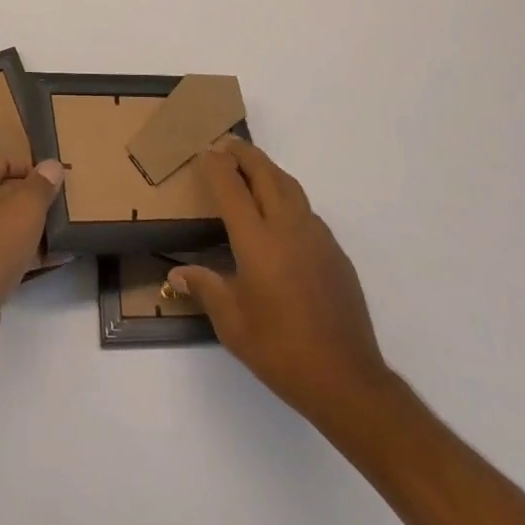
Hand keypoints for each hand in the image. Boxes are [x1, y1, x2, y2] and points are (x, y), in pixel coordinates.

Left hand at [0, 156, 63, 367]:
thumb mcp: (25, 208)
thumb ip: (41, 185)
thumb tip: (52, 165)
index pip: (1, 161)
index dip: (30, 166)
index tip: (56, 179)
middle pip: (2, 193)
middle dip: (33, 199)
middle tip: (62, 204)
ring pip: (3, 225)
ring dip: (31, 228)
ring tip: (64, 232)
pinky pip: (1, 252)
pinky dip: (24, 253)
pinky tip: (54, 259)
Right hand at [169, 139, 389, 421]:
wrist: (347, 380)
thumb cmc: (281, 352)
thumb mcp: (233, 325)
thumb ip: (205, 289)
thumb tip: (177, 273)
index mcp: (257, 243)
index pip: (232, 188)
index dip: (217, 166)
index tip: (206, 152)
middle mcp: (288, 228)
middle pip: (265, 174)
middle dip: (244, 154)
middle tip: (227, 145)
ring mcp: (316, 237)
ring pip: (290, 186)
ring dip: (268, 170)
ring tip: (251, 168)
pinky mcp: (335, 251)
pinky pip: (306, 209)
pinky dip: (288, 196)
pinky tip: (280, 214)